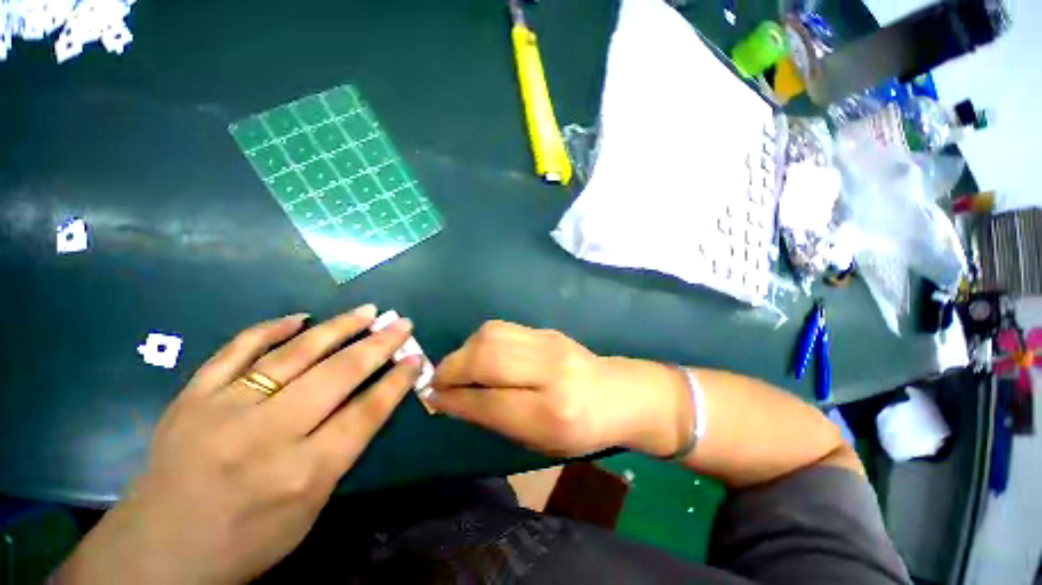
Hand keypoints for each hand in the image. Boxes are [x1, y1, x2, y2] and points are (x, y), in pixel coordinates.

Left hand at [58, 306, 419, 584]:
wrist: (158, 553)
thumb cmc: (245, 542)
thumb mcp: (310, 510)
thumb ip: (342, 452)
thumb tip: (373, 400)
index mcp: (302, 474)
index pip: (365, 412)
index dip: (396, 381)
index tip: (416, 358)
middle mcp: (266, 436)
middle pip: (338, 375)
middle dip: (379, 345)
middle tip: (402, 323)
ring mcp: (224, 410)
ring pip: (295, 354)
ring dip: (339, 327)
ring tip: (368, 311)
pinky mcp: (192, 397)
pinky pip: (236, 351)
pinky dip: (271, 329)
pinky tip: (300, 318)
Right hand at [429, 321, 692, 457]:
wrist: (618, 393)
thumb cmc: (581, 430)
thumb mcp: (539, 441)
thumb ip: (493, 419)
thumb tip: (450, 401)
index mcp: (552, 412)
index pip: (489, 401)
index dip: (454, 399)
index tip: (432, 398)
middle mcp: (551, 371)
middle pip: (486, 358)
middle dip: (453, 368)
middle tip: (438, 379)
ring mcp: (550, 343)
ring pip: (490, 335)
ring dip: (465, 350)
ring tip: (459, 366)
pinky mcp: (546, 330)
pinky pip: (502, 328)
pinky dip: (481, 341)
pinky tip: (480, 354)